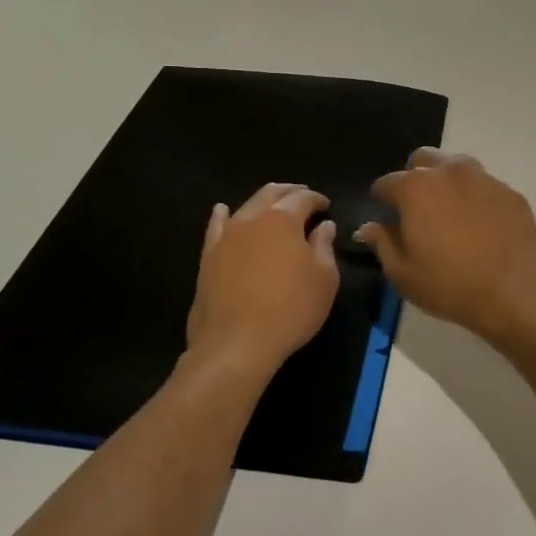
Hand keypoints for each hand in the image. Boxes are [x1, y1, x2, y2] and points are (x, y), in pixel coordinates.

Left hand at [185, 183, 339, 379]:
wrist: (236, 343)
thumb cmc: (291, 309)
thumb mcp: (324, 279)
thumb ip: (324, 247)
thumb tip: (324, 226)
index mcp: (283, 219)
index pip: (303, 198)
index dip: (317, 199)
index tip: (327, 207)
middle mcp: (252, 219)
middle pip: (272, 194)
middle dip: (290, 192)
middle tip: (304, 199)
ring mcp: (226, 236)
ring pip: (246, 206)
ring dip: (264, 202)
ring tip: (275, 206)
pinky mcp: (208, 256)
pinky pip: (216, 227)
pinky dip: (223, 215)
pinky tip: (223, 210)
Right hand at [356, 149, 535, 344]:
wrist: (514, 293)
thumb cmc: (449, 285)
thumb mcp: (403, 273)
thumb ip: (382, 243)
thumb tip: (368, 227)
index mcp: (416, 188)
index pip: (387, 183)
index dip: (382, 200)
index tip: (385, 216)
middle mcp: (449, 173)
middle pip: (423, 160)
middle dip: (415, 178)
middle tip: (418, 209)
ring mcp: (485, 179)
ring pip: (457, 167)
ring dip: (447, 182)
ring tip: (450, 213)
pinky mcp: (511, 193)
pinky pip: (486, 187)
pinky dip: (477, 198)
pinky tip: (481, 225)